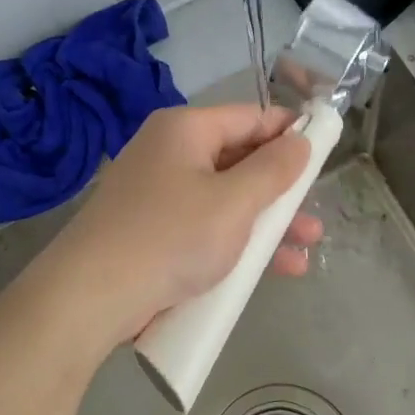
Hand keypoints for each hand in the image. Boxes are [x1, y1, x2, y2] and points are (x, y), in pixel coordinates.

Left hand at [37, 104, 323, 343]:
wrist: (89, 297)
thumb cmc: (170, 237)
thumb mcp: (233, 202)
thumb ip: (274, 170)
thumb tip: (300, 139)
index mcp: (185, 131)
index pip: (250, 117)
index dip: (290, 132)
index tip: (325, 152)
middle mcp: (168, 154)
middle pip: (238, 160)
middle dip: (281, 190)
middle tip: (314, 214)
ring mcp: (156, 195)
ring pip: (224, 199)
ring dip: (265, 223)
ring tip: (305, 249)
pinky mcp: (150, 232)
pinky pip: (203, 227)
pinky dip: (234, 242)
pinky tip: (268, 271)